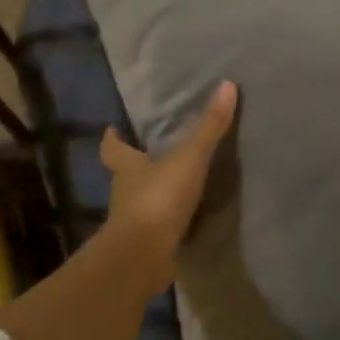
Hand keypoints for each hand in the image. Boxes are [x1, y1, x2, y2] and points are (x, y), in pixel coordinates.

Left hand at [100, 81, 237, 292]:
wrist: (144, 254)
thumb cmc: (159, 197)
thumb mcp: (189, 157)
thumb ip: (209, 127)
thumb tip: (227, 85)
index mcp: (127, 167)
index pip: (113, 148)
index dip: (112, 138)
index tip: (112, 129)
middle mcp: (124, 192)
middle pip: (125, 174)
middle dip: (135, 166)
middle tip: (151, 155)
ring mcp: (132, 222)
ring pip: (139, 202)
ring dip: (152, 195)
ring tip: (173, 187)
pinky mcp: (145, 246)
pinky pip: (156, 228)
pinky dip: (166, 223)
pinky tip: (183, 221)